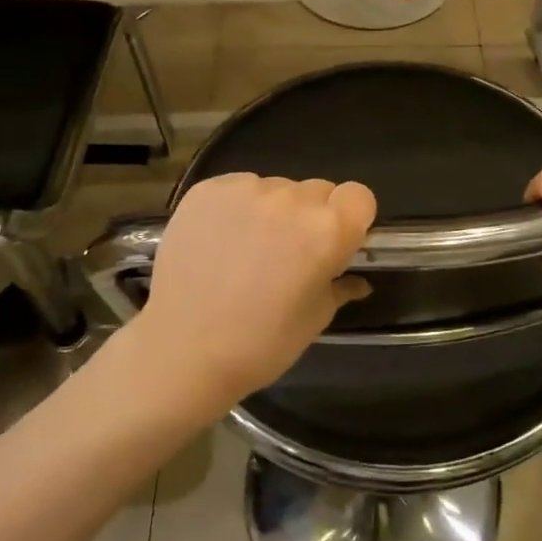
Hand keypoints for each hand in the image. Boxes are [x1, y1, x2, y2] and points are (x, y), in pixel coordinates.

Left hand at [130, 173, 376, 410]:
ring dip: (273, 211)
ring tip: (248, 250)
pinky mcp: (208, 189)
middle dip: (311, 216)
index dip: (351, 218)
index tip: (336, 243)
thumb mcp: (315, 319)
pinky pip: (239, 188)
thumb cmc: (261, 344)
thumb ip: (340, 286)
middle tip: (290, 253)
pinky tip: (221, 241)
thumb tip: (357, 279)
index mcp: (327, 230)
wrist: (182, 352)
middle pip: (317, 190)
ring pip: (277, 188)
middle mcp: (291, 199)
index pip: (359, 196)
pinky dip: (238, 208)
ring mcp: (246, 189)